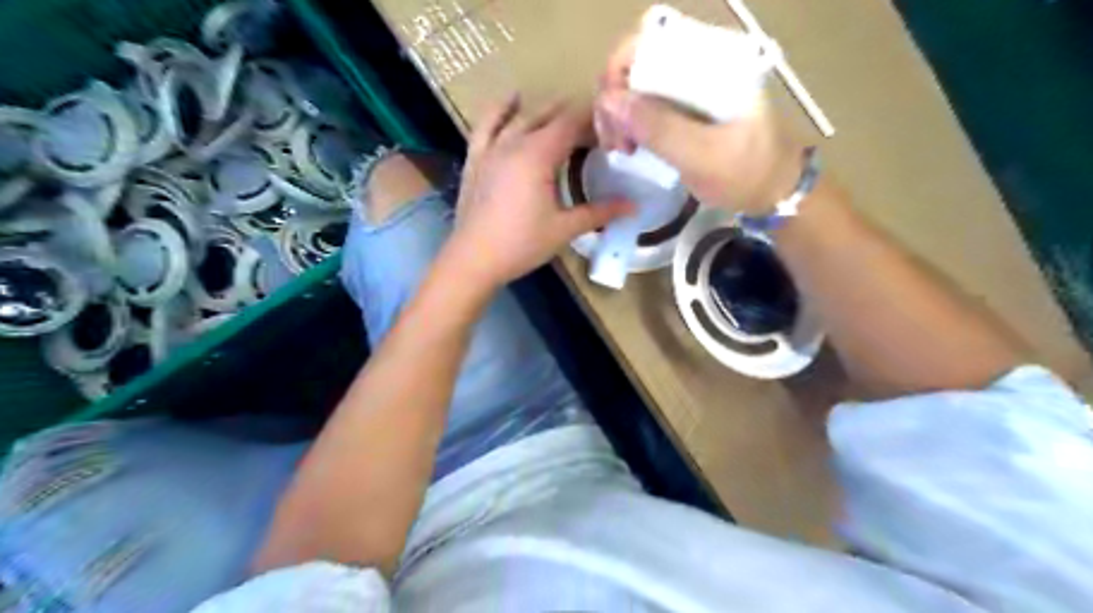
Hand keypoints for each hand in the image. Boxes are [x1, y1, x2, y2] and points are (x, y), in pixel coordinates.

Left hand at [443, 95, 633, 291]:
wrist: (473, 259)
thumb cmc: (522, 244)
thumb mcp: (564, 229)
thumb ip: (599, 213)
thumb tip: (634, 206)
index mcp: (538, 154)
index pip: (571, 123)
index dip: (593, 120)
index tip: (612, 127)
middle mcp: (514, 142)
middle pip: (548, 116)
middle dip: (573, 117)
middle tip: (594, 130)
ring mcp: (491, 148)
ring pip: (520, 117)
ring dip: (544, 111)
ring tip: (562, 111)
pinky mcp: (475, 159)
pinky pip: (486, 125)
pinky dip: (500, 110)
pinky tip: (511, 101)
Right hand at [594, 33, 805, 215]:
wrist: (775, 191)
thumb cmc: (746, 173)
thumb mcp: (703, 155)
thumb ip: (658, 128)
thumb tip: (607, 100)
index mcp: (711, 60)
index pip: (650, 40)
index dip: (619, 69)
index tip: (609, 112)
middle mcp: (697, 64)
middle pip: (637, 62)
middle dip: (615, 98)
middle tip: (613, 140)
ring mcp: (689, 87)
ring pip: (637, 85)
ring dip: (619, 114)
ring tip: (621, 148)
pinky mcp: (684, 108)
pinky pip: (645, 106)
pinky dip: (630, 124)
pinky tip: (629, 147)